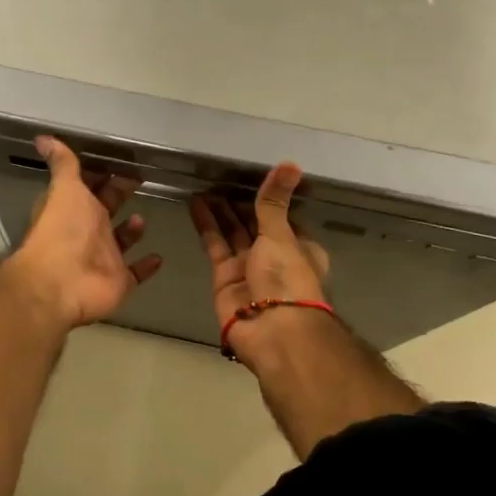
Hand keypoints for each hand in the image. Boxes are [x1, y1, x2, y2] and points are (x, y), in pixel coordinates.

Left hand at [7, 136, 163, 328]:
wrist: (62, 283)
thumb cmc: (64, 230)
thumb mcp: (66, 188)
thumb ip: (63, 164)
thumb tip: (41, 137)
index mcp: (75, 208)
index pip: (89, 187)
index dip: (102, 174)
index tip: (121, 160)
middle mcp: (88, 231)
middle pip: (107, 209)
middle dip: (119, 194)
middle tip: (140, 178)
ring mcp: (104, 259)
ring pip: (121, 241)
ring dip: (132, 230)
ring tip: (140, 219)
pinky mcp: (119, 281)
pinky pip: (137, 273)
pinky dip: (147, 266)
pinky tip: (159, 256)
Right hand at [189, 162, 331, 335]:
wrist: (273, 332)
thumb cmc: (287, 278)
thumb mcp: (281, 234)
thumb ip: (274, 201)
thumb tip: (291, 164)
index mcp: (299, 247)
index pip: (282, 217)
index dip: (267, 199)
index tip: (250, 177)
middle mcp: (274, 257)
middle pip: (254, 224)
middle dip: (238, 204)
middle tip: (220, 177)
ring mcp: (248, 268)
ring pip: (232, 233)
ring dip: (220, 211)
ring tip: (204, 185)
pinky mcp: (224, 279)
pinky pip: (214, 246)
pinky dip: (206, 226)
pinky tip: (195, 204)